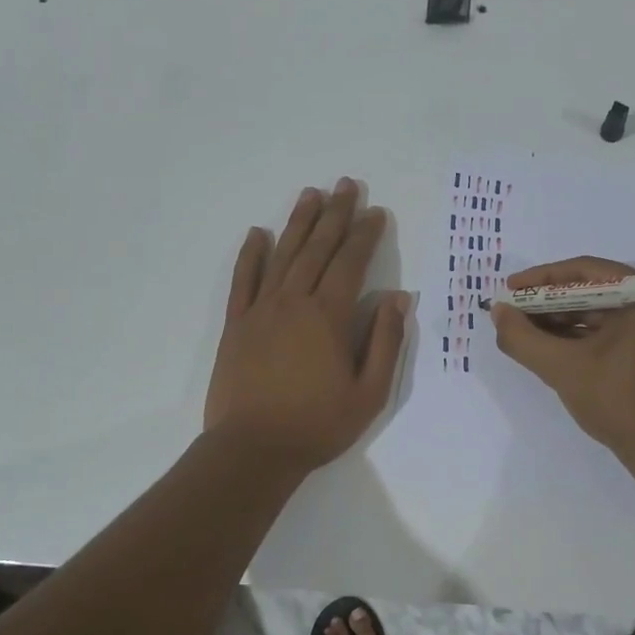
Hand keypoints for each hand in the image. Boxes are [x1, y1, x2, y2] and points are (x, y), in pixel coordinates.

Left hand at [204, 179, 409, 473]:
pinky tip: (259, 233)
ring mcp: (260, 310)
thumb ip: (384, 342)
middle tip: (346, 185)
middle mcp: (293, 302)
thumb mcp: (369, 392)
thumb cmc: (317, 425)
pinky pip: (243, 280)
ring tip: (311, 194)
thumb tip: (398, 298)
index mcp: (328, 317)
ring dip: (298, 223)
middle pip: (317, 248)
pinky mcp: (236, 325)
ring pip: (283, 255)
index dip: (365, 235)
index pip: (350, 263)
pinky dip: (251, 254)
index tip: (376, 212)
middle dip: (335, 215)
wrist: (253, 450)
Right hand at [490, 256, 634, 470]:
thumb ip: (523, 338)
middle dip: (549, 303)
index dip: (541, 279)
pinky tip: (550, 347)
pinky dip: (581, 336)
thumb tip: (498, 311)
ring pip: (600, 311)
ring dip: (562, 321)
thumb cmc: (619, 402)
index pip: (584, 271)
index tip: (509, 289)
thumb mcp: (562, 368)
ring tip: (525, 333)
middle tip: (513, 314)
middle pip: (592, 289)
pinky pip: (612, 330)